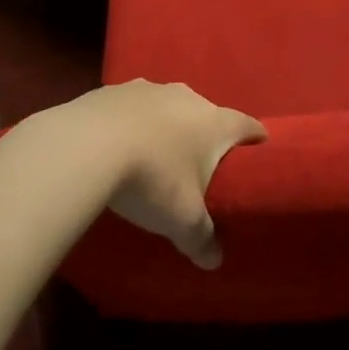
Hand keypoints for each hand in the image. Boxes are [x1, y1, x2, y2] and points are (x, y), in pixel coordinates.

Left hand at [75, 80, 266, 268]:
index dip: (256, 140)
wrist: (89, 145)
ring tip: (155, 156)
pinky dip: (132, 123)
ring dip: (166, 127)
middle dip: (205, 137)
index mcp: (215, 122)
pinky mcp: (115, 89)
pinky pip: (133, 107)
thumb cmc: (152, 178)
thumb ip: (202, 239)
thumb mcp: (182, 219)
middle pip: (207, 115)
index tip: (259, 152)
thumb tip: (214, 261)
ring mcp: (150, 88)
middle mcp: (188, 97)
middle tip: (199, 167)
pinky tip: (117, 145)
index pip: (248, 126)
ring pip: (168, 107)